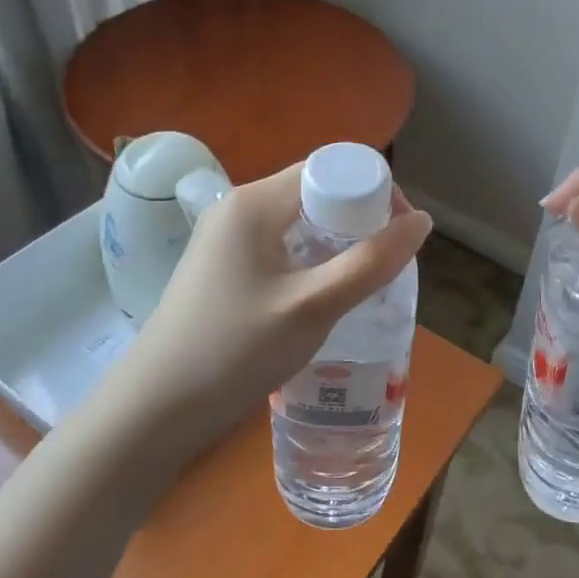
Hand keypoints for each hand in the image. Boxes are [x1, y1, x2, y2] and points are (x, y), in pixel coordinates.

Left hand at [99, 162, 431, 465]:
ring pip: (300, 224)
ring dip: (338, 245)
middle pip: (315, 193)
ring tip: (364, 284)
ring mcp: (226, 239)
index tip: (400, 234)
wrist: (155, 408)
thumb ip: (370, 263)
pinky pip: (281, 248)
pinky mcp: (223, 268)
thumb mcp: (312, 307)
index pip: (328, 170)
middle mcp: (238, 208)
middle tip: (386, 265)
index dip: (373, 192)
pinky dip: (312, 262)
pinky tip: (325, 298)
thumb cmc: (235, 351)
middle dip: (359, 221)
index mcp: (255, 202)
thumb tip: (422, 222)